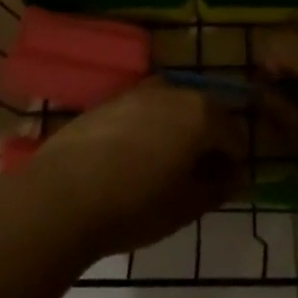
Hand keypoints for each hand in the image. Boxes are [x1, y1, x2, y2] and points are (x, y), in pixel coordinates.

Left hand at [21, 79, 246, 259]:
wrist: (62, 196)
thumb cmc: (135, 205)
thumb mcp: (187, 206)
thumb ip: (218, 188)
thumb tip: (233, 178)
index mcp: (200, 113)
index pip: (235, 135)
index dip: (235, 162)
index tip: (226, 186)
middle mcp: (173, 92)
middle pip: (205, 112)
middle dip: (208, 140)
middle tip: (199, 176)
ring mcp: (137, 92)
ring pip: (172, 108)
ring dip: (178, 131)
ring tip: (166, 166)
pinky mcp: (108, 101)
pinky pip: (143, 111)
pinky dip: (149, 128)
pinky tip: (134, 159)